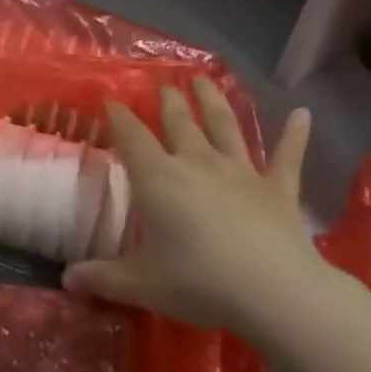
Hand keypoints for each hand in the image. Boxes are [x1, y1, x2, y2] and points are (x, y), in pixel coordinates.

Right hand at [64, 79, 331, 338]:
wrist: (274, 292)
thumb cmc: (198, 282)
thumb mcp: (141, 284)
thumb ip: (102, 278)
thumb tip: (67, 280)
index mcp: (158, 178)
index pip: (132, 136)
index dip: (119, 116)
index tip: (111, 99)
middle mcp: (197, 162)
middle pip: (179, 122)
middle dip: (169, 100)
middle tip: (164, 83)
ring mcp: (241, 172)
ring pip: (225, 126)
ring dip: (214, 101)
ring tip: (204, 79)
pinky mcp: (278, 189)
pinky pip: (287, 158)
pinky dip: (296, 135)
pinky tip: (304, 114)